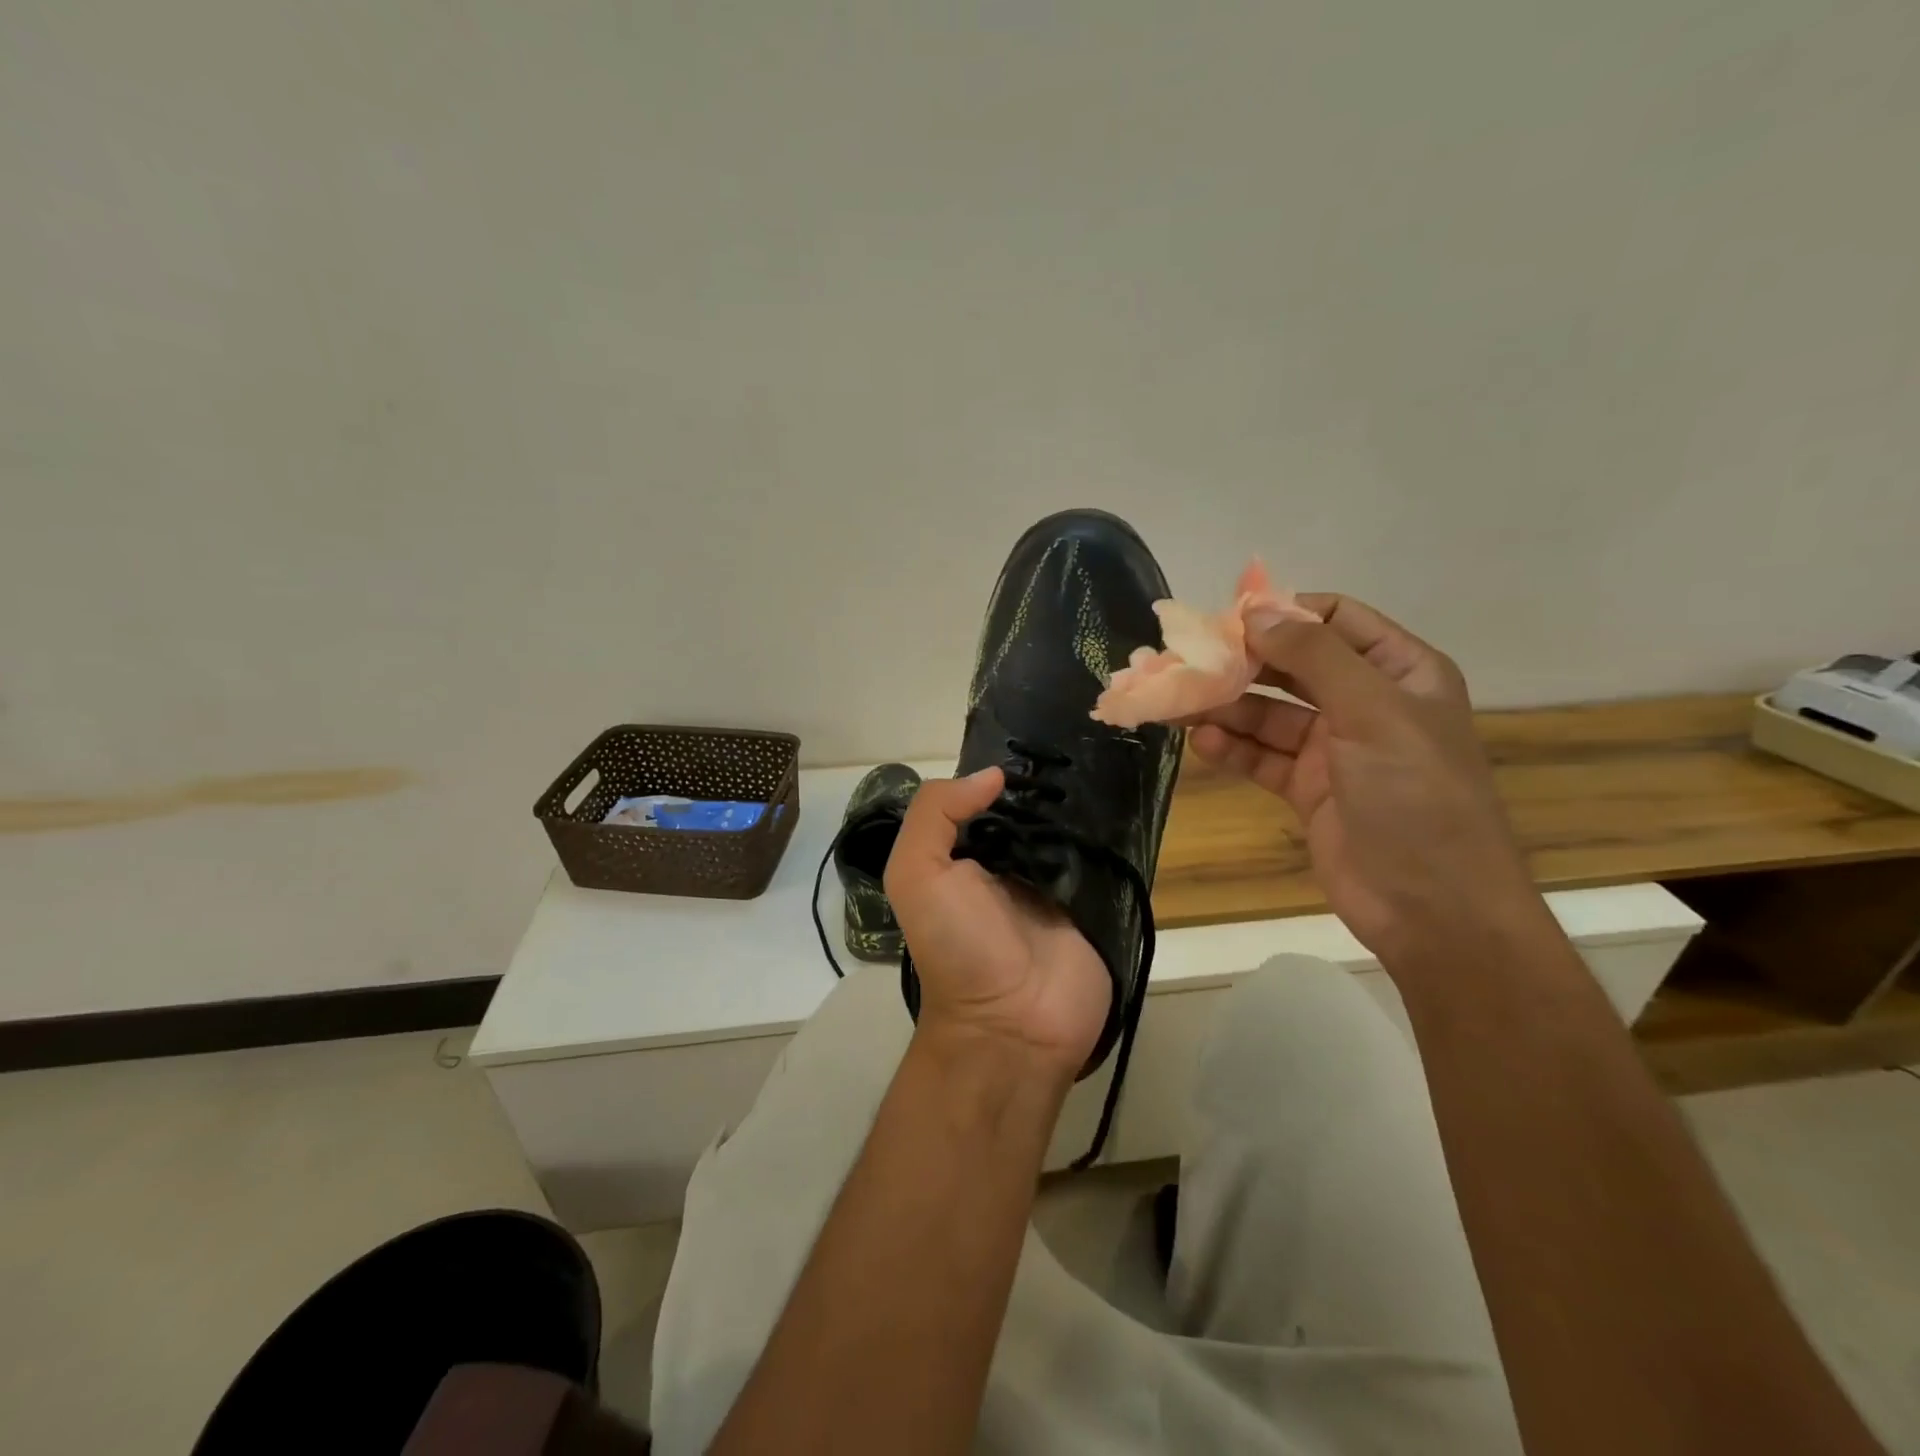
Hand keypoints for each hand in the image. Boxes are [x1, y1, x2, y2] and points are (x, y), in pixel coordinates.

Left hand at [885, 769, 1111, 1083]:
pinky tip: (1132, 799)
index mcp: (968, 854)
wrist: (1012, 1027)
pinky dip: (1117, 834)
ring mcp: (1058, 883)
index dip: (1006, 770)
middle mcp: (1012, 863)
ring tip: (1113, 758)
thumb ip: (935, 815)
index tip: (1036, 738)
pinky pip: (1109, 859)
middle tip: (1086, 739)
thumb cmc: (957, 946)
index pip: (989, 798)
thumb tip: (992, 775)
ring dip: (1089, 803)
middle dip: (1053, 781)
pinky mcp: (1097, 903)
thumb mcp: (917, 875)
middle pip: (1035, 809)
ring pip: (1075, 828)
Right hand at [1187, 594, 1542, 964]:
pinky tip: (1202, 744)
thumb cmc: (1416, 796)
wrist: (1434, 909)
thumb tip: (1254, 611)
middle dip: (1242, 663)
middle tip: (1188, 662)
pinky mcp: (1308, 789)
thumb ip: (1314, 656)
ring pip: (1269, 714)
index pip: (1335, 619)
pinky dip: (1232, 749)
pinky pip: (1262, 756)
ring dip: (1226, 708)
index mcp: (1400, 672)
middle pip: (1292, 666)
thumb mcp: (1373, 712)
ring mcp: (1335, 749)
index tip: (1226, 619)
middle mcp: (1366, 703)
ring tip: (1179, 705)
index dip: (1283, 612)